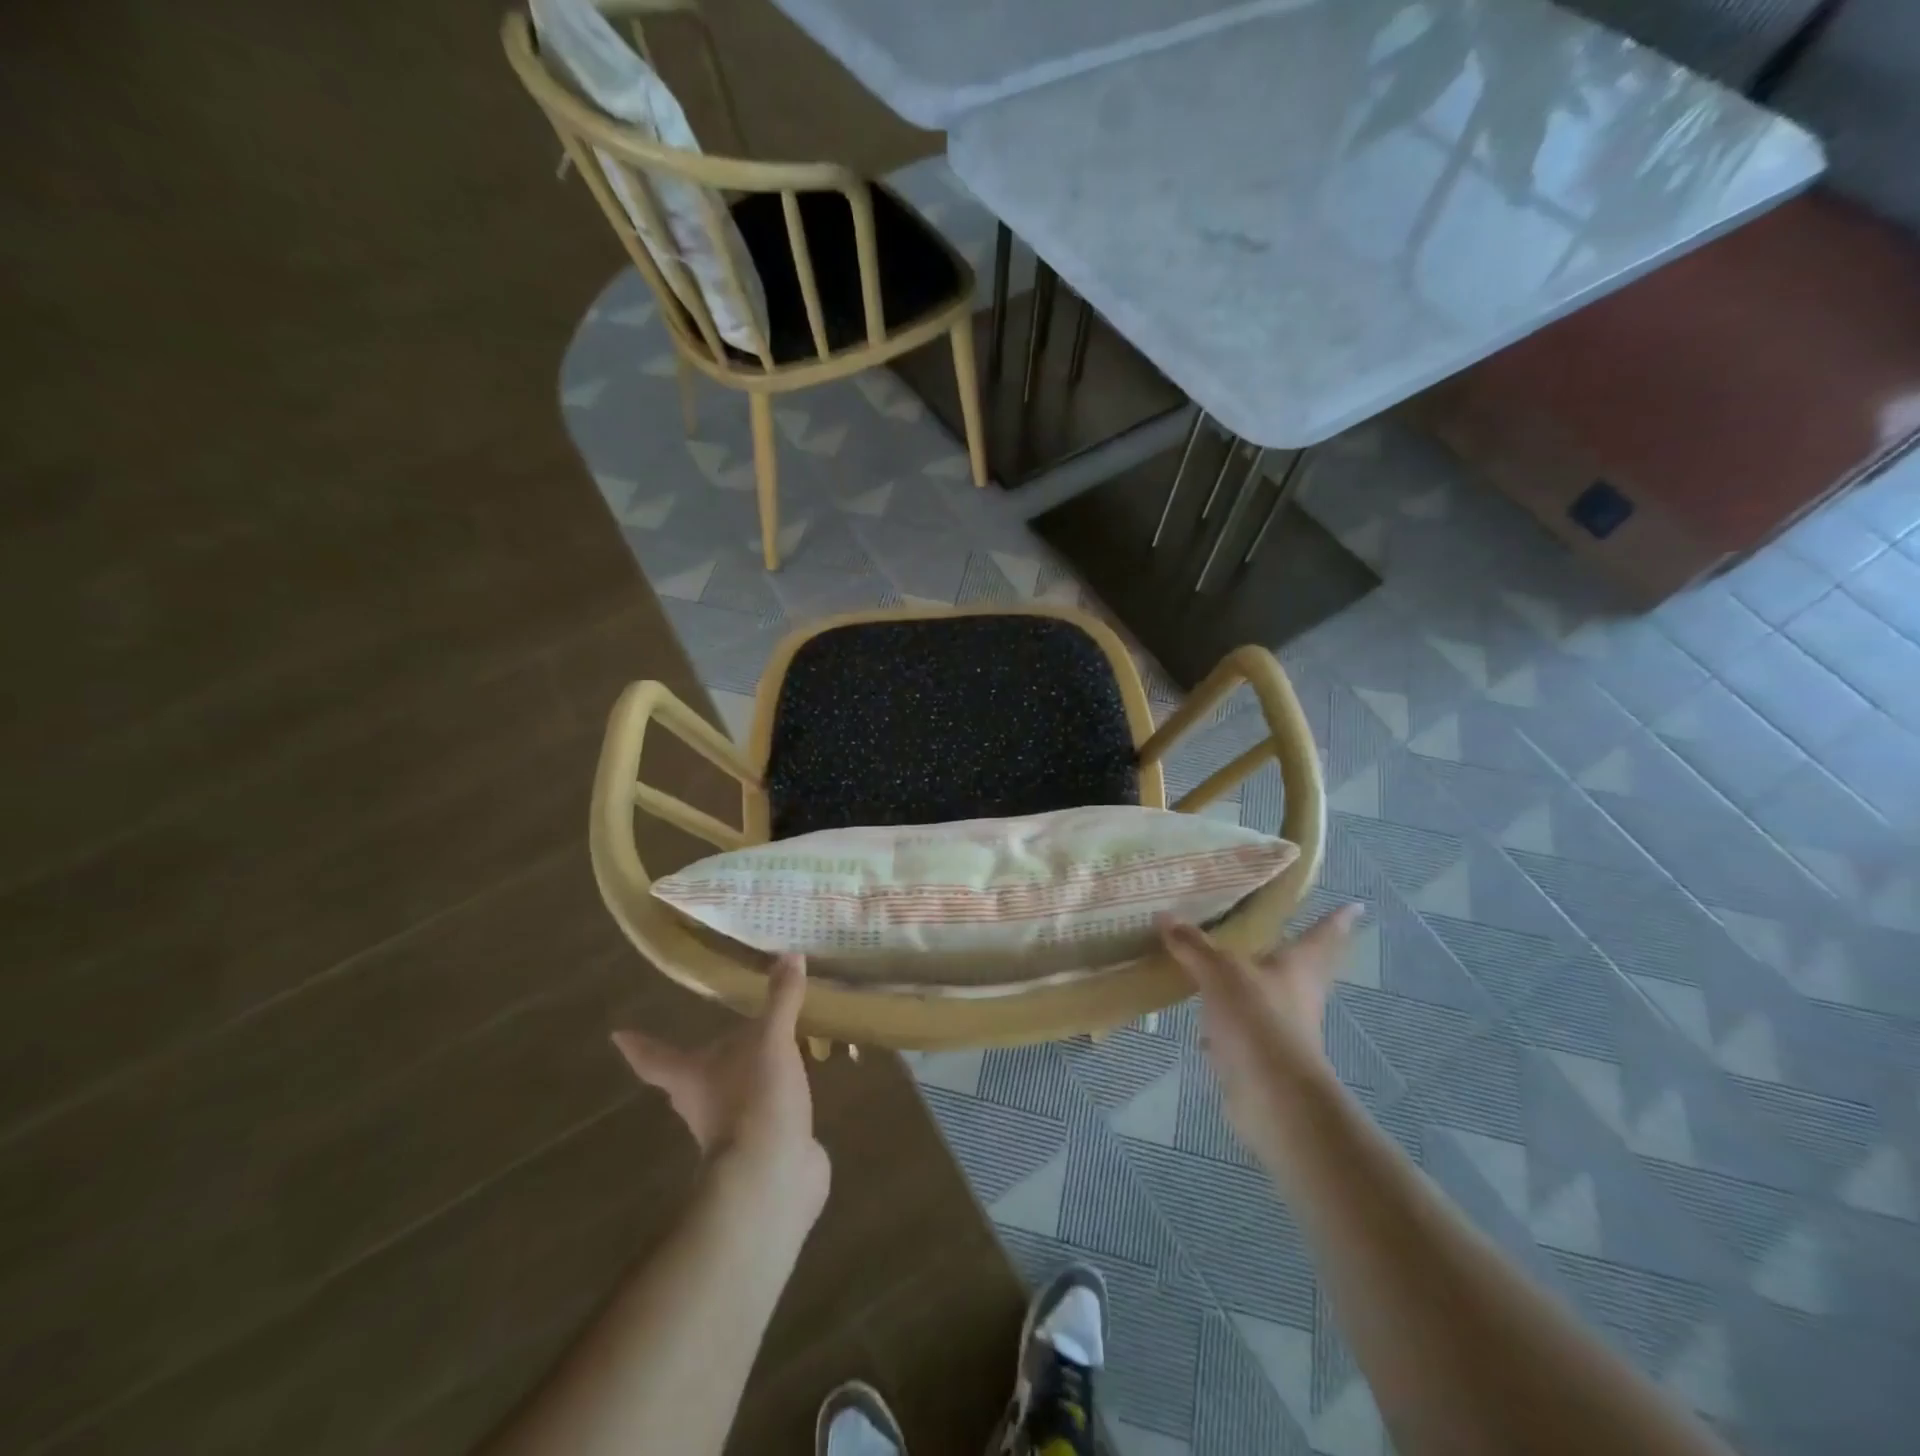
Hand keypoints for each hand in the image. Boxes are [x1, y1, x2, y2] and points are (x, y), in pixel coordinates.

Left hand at [612, 954, 828, 1209]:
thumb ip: (781, 1000)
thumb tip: (790, 955)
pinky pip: (769, 1114)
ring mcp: (734, 1131)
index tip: (617, 1034)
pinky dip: (779, 1099)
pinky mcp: (765, 1146)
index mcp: (692, 1076)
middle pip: (691, 1079)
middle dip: (701, 1061)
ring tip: (768, 1051)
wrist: (772, 1177)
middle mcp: (703, 1104)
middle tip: (715, 1035)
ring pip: (732, 1096)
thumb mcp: (771, 1041)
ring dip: (745, 1078)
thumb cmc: (754, 1101)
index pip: (655, 1057)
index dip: (638, 1044)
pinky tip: (799, 1084)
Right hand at [1157, 906, 1362, 1154]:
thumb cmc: (1259, 1020)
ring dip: (1251, 984)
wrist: (1273, 1097)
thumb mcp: (1220, 973)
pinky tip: (1199, 1020)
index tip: (1354, 905)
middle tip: (1279, 927)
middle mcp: (1297, 994)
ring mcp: (1281, 1028)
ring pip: (1266, 996)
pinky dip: (1224, 1022)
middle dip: (1293, 950)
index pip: (1323, 934)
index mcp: (1299, 966)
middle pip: (1301, 966)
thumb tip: (1165, 915)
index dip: (1337, 919)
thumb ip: (1193, 945)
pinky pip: (1241, 1028)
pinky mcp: (1261, 1055)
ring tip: (1222, 966)